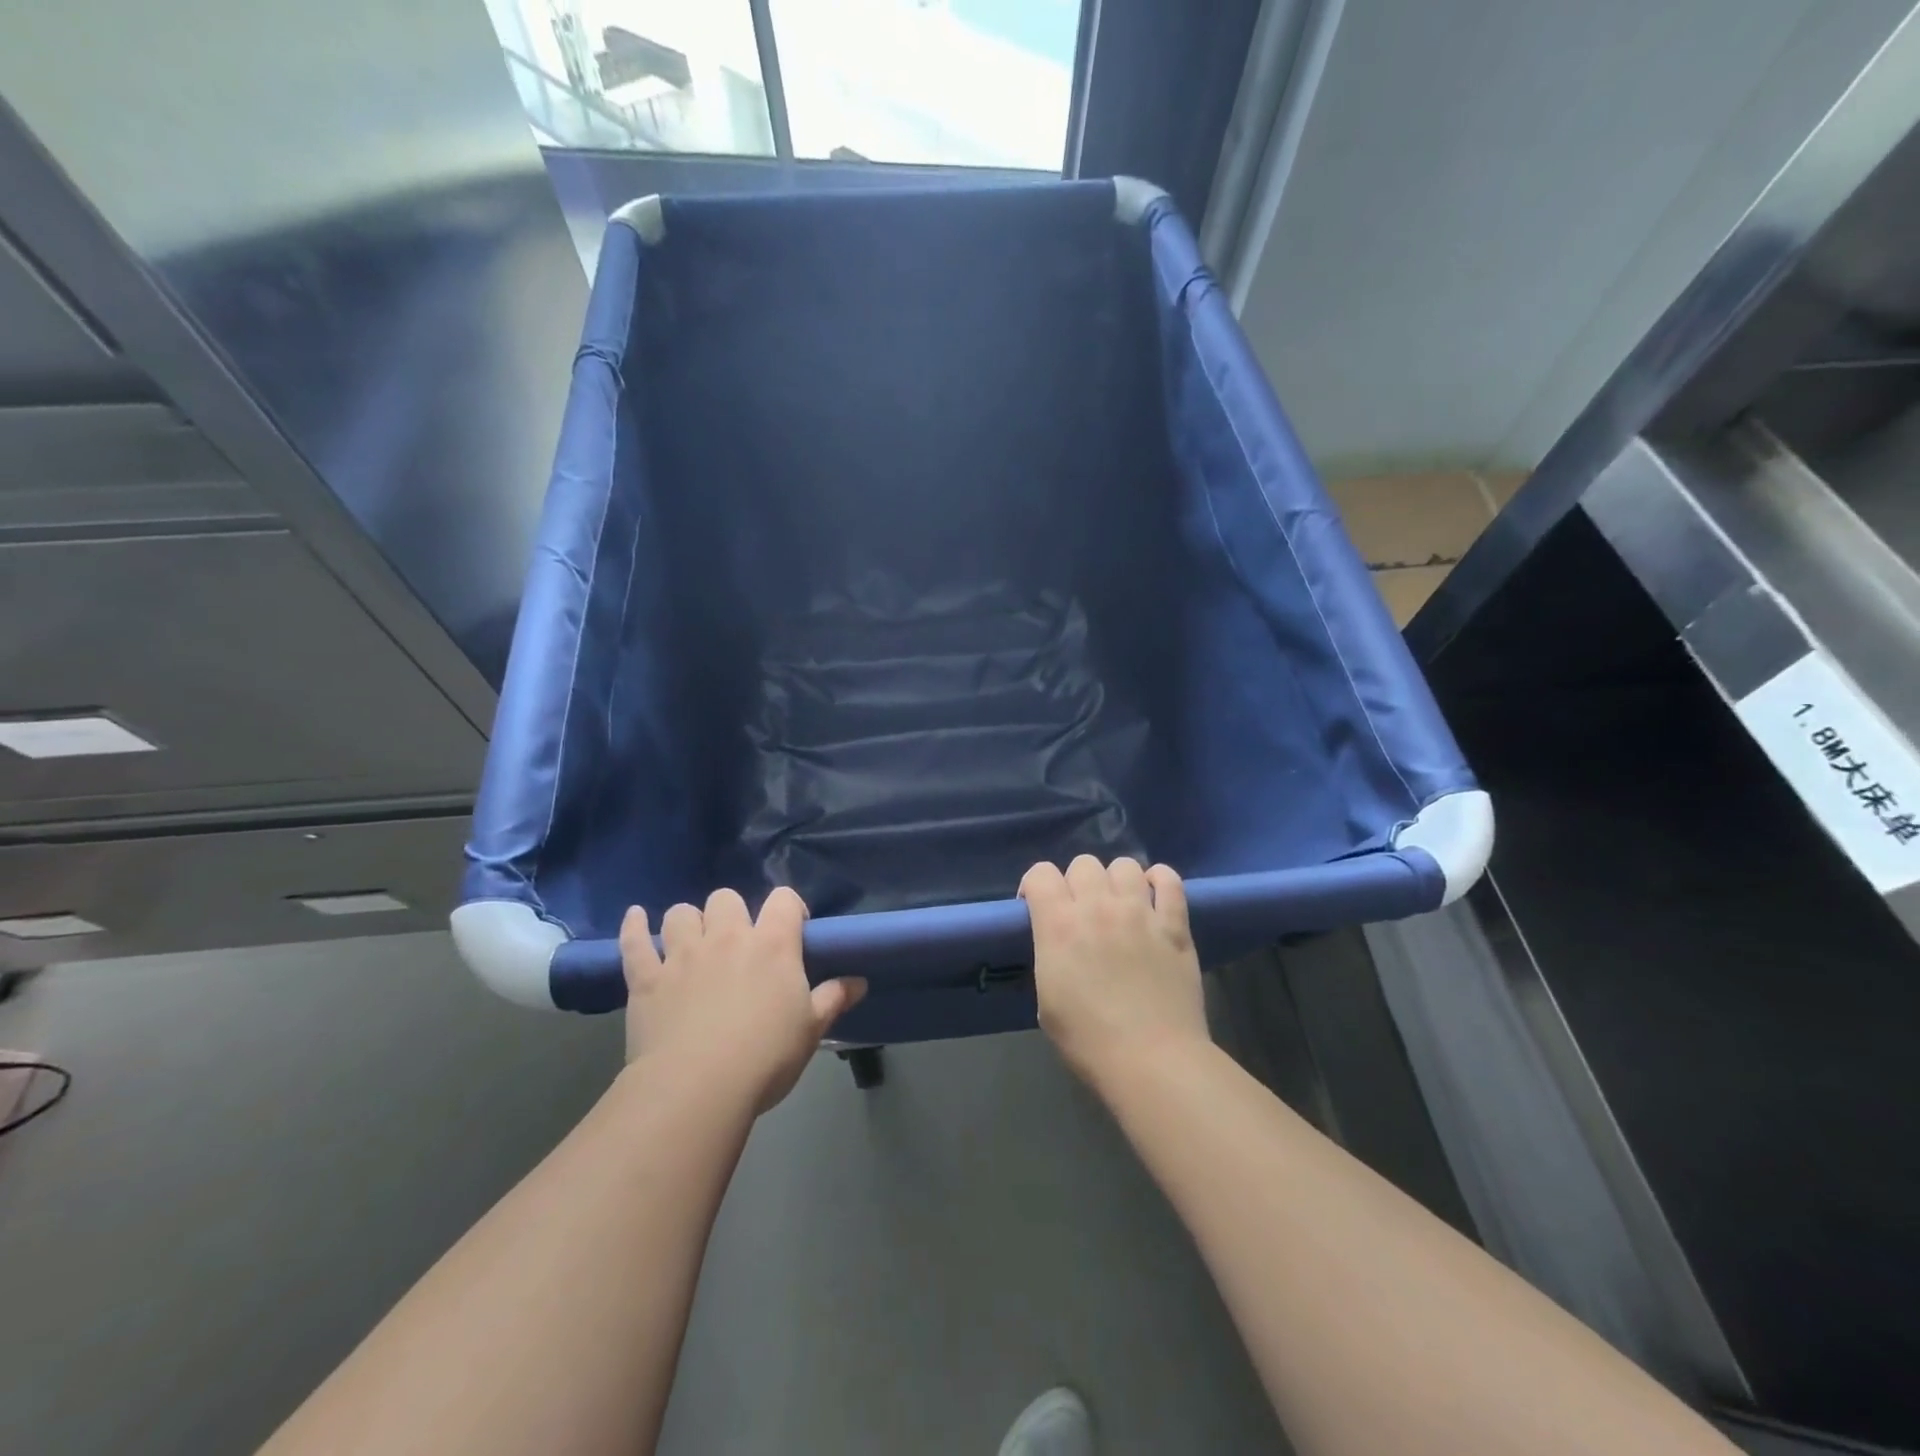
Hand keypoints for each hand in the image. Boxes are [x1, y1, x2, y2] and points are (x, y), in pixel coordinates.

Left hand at [619, 887, 865, 1112]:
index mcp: (772, 945)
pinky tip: (635, 918)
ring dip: (688, 922)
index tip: (794, 928)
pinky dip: (634, 928)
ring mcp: (682, 955)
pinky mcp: (645, 978)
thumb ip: (833, 999)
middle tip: (737, 942)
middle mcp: (727, 937)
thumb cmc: (765, 1057)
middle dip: (732, 913)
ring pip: (680, 914)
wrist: (697, 1088)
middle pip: (726, 898)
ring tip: (692, 941)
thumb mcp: (811, 1030)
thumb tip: (859, 980)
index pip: (784, 900)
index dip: (790, 907)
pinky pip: (634, 942)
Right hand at [1020, 855, 1208, 1091]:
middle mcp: (1098, 907)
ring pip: (1124, 865)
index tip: (1037, 908)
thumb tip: (1059, 945)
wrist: (1152, 1060)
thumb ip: (1050, 958)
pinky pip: (1169, 881)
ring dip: (1116, 880)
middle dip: (1076, 883)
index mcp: (1059, 925)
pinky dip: (1159, 881)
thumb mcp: (1046, 1000)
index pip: (1040, 873)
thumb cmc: (1089, 1040)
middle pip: (1083, 863)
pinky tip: (1154, 896)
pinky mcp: (1175, 924)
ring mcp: (1140, 912)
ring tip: (1119, 904)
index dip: (1035, 886)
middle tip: (1082, 912)